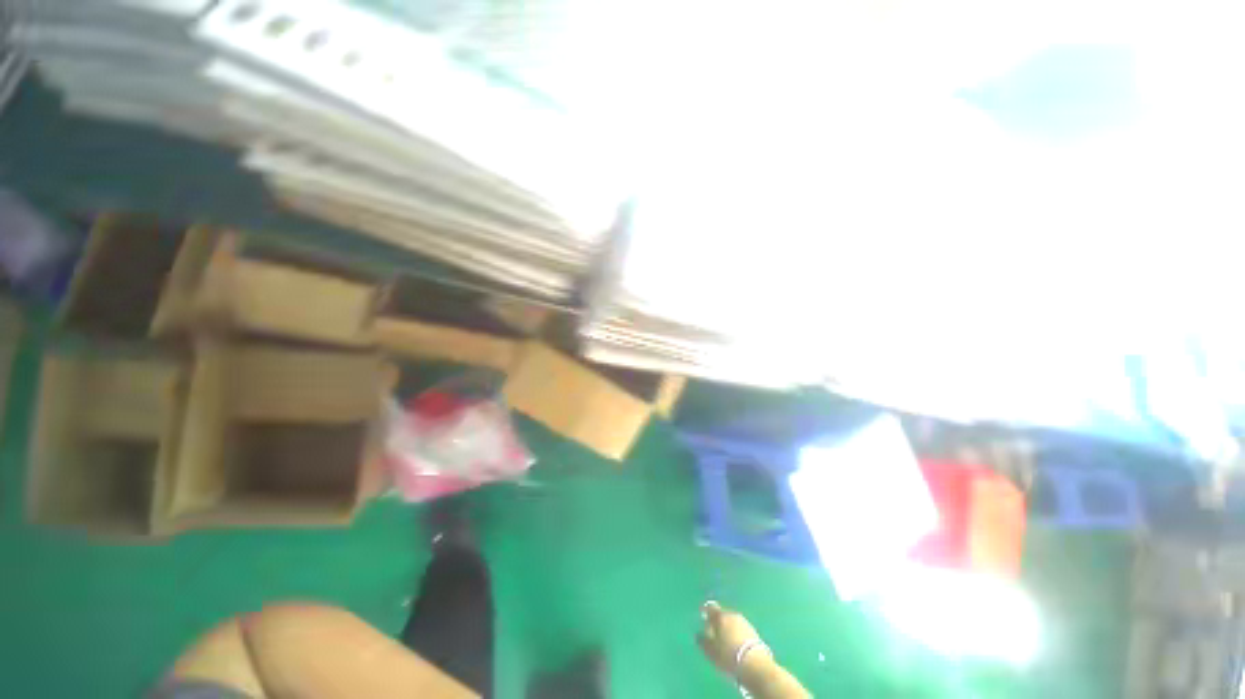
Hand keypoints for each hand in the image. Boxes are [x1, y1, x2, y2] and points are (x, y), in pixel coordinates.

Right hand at [697, 601, 762, 674]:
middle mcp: (732, 615)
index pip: (710, 608)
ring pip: (732, 621)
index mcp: (720, 616)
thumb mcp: (711, 651)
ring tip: (725, 639)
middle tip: (713, 630)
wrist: (755, 665)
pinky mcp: (754, 632)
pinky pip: (741, 629)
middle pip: (723, 614)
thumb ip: (703, 641)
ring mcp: (745, 622)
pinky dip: (737, 633)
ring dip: (728, 627)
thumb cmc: (728, 656)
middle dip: (718, 621)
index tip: (703, 615)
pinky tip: (736, 644)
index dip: (706, 611)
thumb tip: (698, 634)